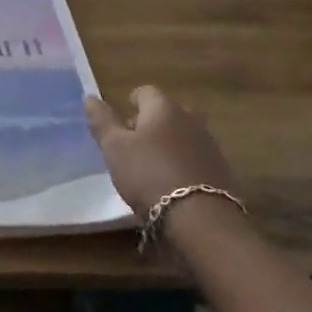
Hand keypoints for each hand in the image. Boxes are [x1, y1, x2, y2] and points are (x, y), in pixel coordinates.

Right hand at [85, 86, 240, 216]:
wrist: (200, 219)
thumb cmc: (149, 174)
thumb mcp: (115, 148)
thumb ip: (102, 121)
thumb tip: (90, 97)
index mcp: (164, 108)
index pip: (147, 92)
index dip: (133, 100)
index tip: (124, 116)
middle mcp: (191, 120)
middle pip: (170, 112)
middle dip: (155, 121)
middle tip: (136, 140)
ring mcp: (210, 146)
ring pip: (185, 135)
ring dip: (171, 143)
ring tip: (153, 163)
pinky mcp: (221, 173)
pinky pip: (197, 158)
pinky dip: (184, 163)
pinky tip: (174, 182)